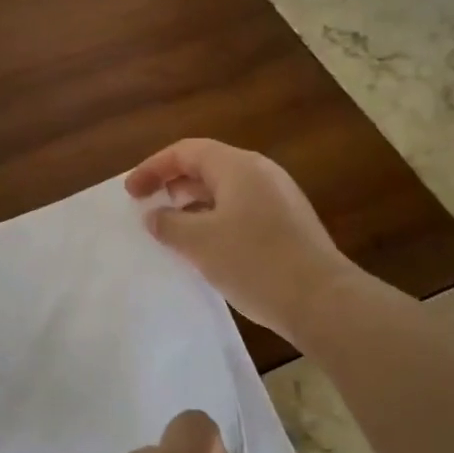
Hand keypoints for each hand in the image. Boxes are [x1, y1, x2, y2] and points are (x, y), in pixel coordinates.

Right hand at [125, 138, 360, 342]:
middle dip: (173, 183)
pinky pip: (241, 210)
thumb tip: (155, 216)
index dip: (153, 167)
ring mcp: (279, 198)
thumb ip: (168, 224)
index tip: (131, 193)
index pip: (186, 151)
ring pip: (225, 190)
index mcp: (238, 166)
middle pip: (207, 166)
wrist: (322, 301)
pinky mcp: (288, 224)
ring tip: (172, 229)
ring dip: (193, 204)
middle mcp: (261, 173)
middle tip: (149, 207)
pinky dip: (215, 219)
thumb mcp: (199, 242)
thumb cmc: (254, 262)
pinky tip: (206, 247)